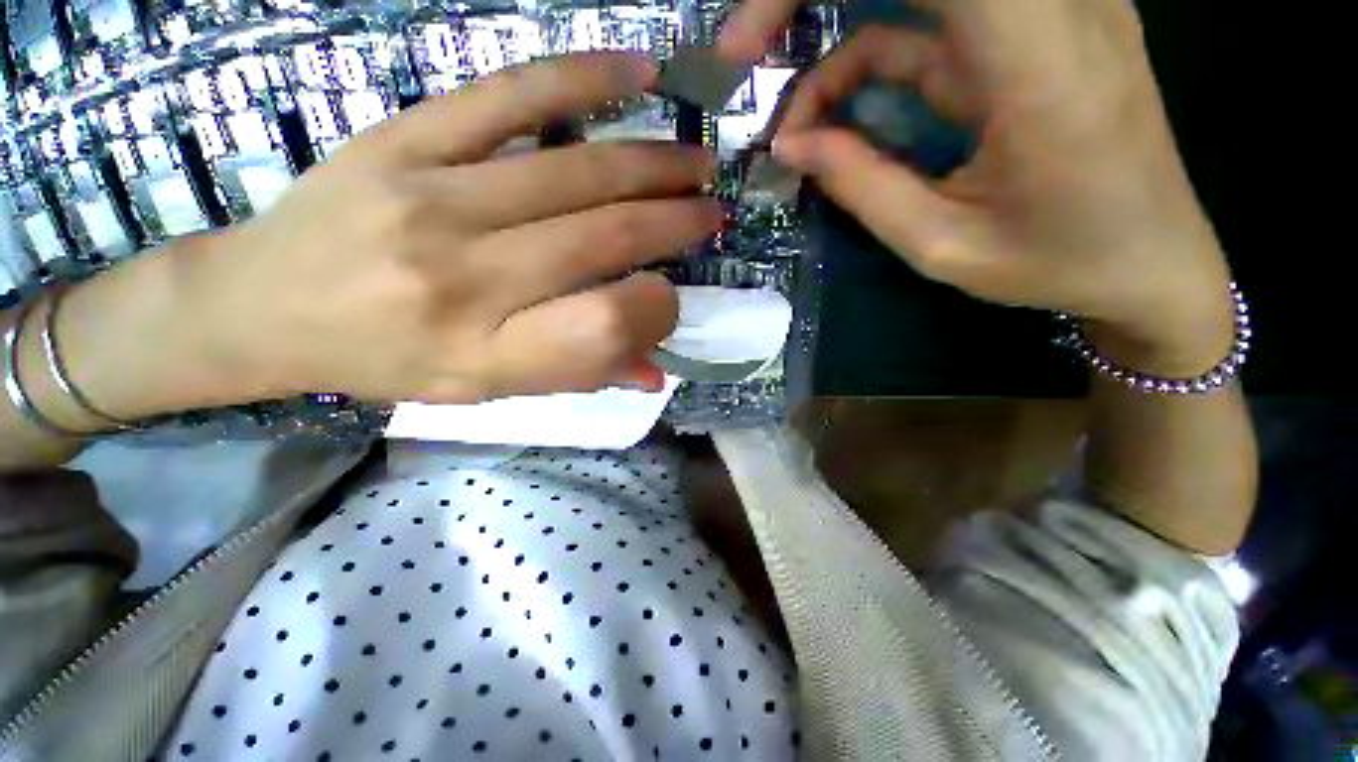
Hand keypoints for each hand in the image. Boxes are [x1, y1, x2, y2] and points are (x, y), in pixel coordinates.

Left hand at [185, 52, 720, 403]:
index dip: (655, 310)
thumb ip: (577, 376)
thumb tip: (654, 373)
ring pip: (576, 170)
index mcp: (488, 352)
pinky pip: (511, 95)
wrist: (262, 307)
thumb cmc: (385, 361)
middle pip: (604, 237)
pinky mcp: (406, 138)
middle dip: (674, 222)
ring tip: (697, 160)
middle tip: (712, 209)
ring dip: (653, 163)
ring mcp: (435, 198)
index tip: (671, 295)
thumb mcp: (486, 390)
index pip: (604, 327)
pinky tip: (640, 75)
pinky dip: (586, 79)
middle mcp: (468, 278)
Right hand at [724, 3, 1235, 375]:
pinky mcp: (1035, 26)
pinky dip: (870, 59)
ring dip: (837, 44)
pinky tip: (840, 117)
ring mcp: (1048, 7)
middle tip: (747, 53)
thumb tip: (792, 145)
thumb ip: (863, 186)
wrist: (1153, 258)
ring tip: (797, 120)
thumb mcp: (942, 244)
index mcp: (1038, 61)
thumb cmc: (1057, 262)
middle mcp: (1053, 5)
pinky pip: (932, 19)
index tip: (747, 44)